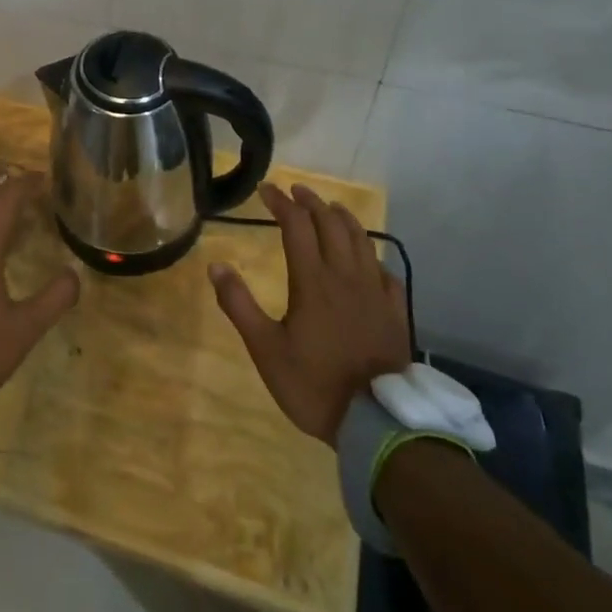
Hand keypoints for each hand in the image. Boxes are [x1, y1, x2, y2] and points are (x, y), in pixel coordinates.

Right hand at [209, 182, 411, 441]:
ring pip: (362, 240)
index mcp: (312, 281)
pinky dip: (372, 255)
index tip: (266, 189)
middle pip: (330, 224)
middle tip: (295, 191)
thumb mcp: (265, 349)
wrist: (376, 422)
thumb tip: (216, 265)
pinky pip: (386, 272)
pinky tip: (368, 259)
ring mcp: (375, 292)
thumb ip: (239, 304)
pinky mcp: (395, 312)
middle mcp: (345, 276)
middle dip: (311, 202)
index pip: (296, 225)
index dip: (281, 202)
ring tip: (331, 208)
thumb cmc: (314, 385)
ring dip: (343, 218)